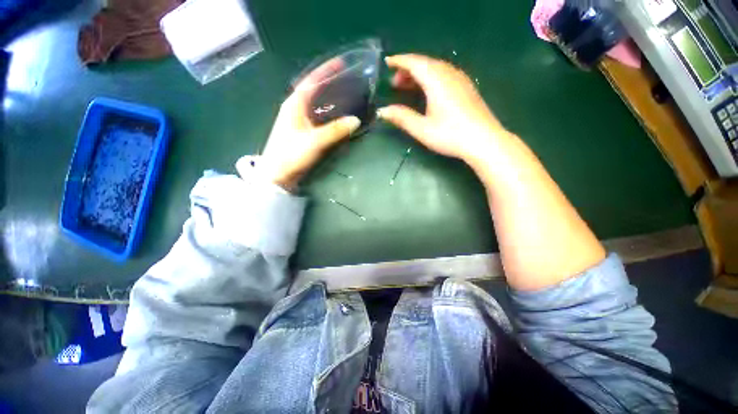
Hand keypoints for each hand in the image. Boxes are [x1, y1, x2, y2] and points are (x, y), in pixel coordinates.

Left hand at [258, 59, 360, 191]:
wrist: (277, 174)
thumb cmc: (292, 154)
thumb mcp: (315, 141)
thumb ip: (336, 130)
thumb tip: (356, 120)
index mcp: (294, 104)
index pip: (311, 81)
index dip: (325, 71)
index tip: (341, 64)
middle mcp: (294, 108)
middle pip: (313, 91)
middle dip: (330, 84)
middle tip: (348, 82)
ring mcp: (297, 121)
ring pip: (315, 104)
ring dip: (329, 99)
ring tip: (346, 97)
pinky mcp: (300, 132)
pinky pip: (316, 117)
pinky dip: (327, 114)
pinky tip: (337, 117)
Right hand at [377, 54, 508, 162]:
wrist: (484, 141)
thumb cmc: (450, 135)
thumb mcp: (422, 129)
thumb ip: (402, 117)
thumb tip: (382, 111)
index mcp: (436, 80)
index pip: (415, 62)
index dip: (399, 61)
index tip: (387, 63)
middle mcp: (449, 74)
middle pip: (425, 63)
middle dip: (407, 69)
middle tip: (394, 82)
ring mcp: (460, 80)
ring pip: (436, 68)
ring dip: (419, 73)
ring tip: (407, 86)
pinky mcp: (466, 88)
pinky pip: (445, 74)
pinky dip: (431, 78)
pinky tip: (427, 91)